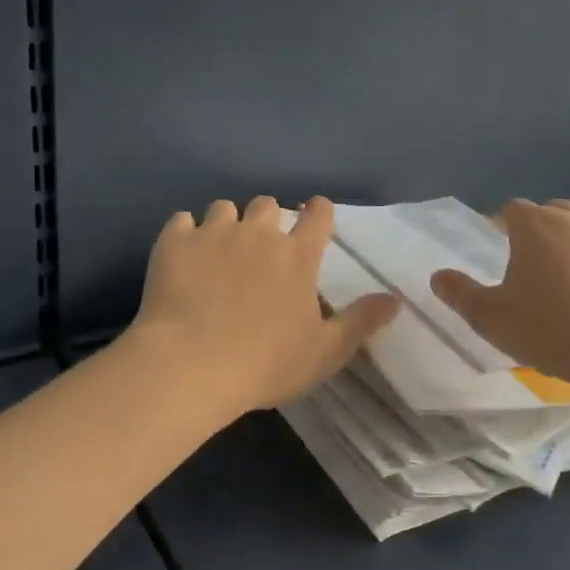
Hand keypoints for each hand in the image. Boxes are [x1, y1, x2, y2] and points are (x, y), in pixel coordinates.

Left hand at [129, 195, 399, 417]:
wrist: (190, 365)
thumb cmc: (265, 364)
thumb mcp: (325, 352)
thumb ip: (361, 322)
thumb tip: (395, 299)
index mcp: (297, 255)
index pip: (317, 214)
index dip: (318, 212)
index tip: (314, 220)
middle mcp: (258, 233)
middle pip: (267, 204)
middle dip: (267, 219)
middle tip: (260, 248)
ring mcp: (213, 233)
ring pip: (224, 208)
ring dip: (227, 224)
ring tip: (219, 251)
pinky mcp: (174, 242)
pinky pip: (181, 221)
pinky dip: (185, 233)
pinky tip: (183, 255)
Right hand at [429, 199, 569, 392]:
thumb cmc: (553, 330)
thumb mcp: (491, 319)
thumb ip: (460, 294)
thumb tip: (437, 276)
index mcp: (536, 226)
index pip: (512, 210)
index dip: (503, 225)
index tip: (500, 247)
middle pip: (555, 213)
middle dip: (543, 232)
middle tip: (536, 269)